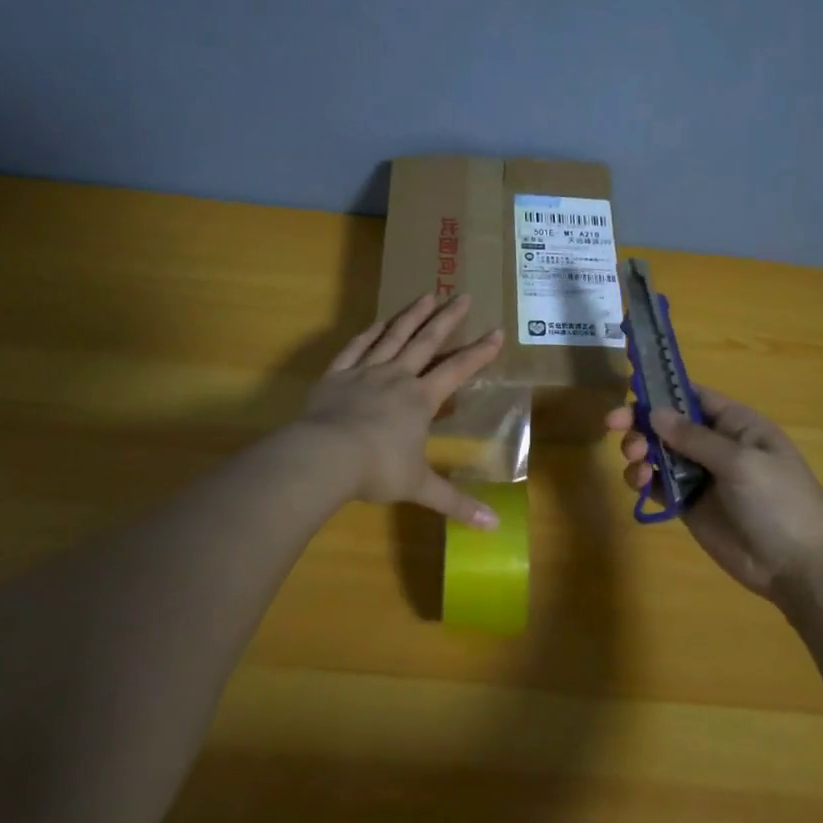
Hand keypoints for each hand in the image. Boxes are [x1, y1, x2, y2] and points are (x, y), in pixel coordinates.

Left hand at [299, 292, 505, 527]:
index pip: (457, 369)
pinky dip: (369, 333)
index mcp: (420, 399)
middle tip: (462, 295)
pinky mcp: (337, 375)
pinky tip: (378, 321)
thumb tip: (494, 528)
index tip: (497, 331)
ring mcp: (365, 372)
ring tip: (427, 294)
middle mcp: (397, 377)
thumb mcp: (420, 488)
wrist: (325, 457)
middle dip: (447, 318)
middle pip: (426, 341)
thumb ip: (456, 503)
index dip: (479, 352)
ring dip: (412, 315)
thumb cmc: (377, 469)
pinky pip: (356, 347)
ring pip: (393, 336)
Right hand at [608, 388, 822, 600]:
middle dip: (640, 421)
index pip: (693, 395)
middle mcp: (716, 445)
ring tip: (636, 461)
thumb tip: (654, 412)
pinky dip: (644, 479)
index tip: (628, 387)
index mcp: (737, 425)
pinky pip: (660, 485)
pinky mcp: (690, 506)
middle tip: (613, 425)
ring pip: (659, 452)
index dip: (662, 389)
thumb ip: (695, 437)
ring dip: (640, 450)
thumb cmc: (780, 503)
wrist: (800, 568)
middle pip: (669, 423)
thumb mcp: (741, 463)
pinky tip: (641, 482)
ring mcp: (702, 476)